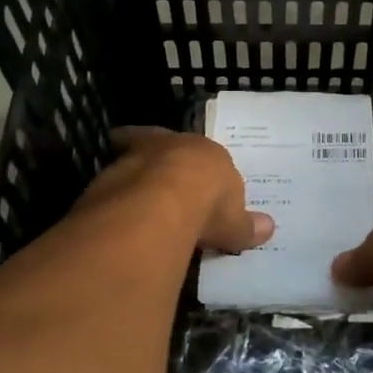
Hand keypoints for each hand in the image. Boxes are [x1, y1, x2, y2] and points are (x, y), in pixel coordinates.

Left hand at [82, 127, 273, 253]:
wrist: (159, 204)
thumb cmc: (208, 205)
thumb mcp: (235, 223)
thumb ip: (247, 225)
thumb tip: (269, 228)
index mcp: (203, 150)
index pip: (198, 150)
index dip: (193, 162)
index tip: (188, 170)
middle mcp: (166, 146)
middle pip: (157, 144)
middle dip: (155, 155)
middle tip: (154, 171)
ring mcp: (131, 159)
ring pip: (129, 161)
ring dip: (131, 176)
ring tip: (134, 200)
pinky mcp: (103, 180)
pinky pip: (109, 186)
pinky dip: (113, 199)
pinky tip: (116, 217)